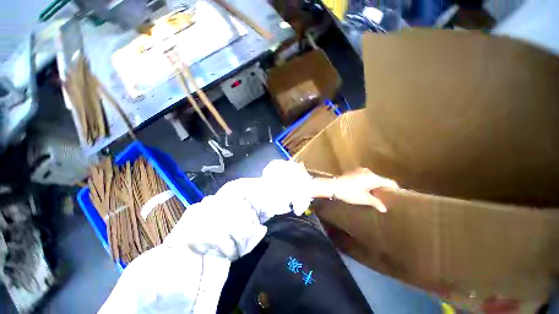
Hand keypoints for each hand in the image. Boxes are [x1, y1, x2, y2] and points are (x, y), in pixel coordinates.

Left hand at [310, 168, 397, 212]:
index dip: (394, 189)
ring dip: (374, 185)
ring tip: (374, 194)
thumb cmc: (350, 192)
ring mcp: (360, 170)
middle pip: (380, 179)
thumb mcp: (363, 199)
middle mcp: (368, 172)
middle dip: (382, 188)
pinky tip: (364, 189)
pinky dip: (367, 182)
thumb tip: (384, 209)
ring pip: (372, 178)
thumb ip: (375, 202)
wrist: (334, 186)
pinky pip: (364, 176)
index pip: (389, 182)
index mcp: (373, 178)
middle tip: (384, 197)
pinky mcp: (353, 171)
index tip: (396, 195)